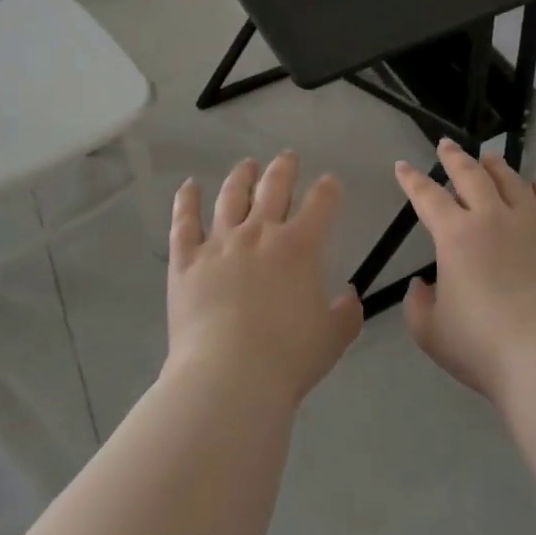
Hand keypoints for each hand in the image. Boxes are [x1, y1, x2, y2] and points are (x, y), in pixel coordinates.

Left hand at [165, 152, 363, 407]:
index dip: (329, 189)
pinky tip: (189, 187)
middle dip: (285, 168)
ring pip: (231, 196)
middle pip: (274, 186)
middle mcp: (260, 232)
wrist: (228, 377)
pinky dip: (186, 201)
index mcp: (300, 246)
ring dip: (241, 176)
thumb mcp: (332, 339)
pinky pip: (185, 222)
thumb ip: (347, 314)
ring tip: (246, 165)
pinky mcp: (187, 260)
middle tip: (288, 157)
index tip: (330, 182)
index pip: (321, 203)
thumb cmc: (287, 359)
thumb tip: (350, 297)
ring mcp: (220, 243)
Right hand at [396, 140, 535, 404]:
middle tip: (446, 144)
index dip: (413, 180)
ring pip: (513, 183)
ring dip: (497, 167)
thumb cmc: (483, 345)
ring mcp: (532, 226)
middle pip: (472, 176)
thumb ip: (418, 305)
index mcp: (456, 235)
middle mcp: (493, 219)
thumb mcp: (431, 333)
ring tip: (489, 158)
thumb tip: (422, 286)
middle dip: (455, 157)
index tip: (403, 166)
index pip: (428, 197)